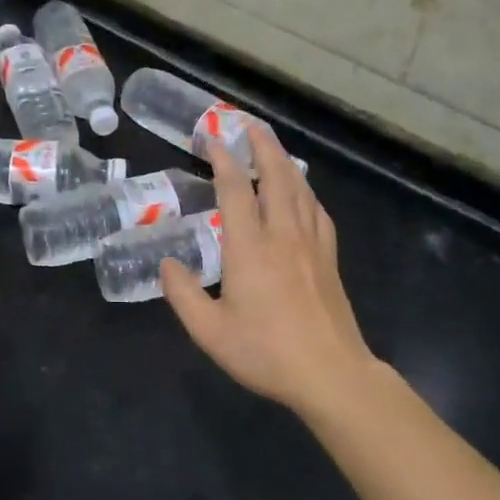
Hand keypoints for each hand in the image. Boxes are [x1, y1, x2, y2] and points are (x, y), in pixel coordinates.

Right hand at [160, 124, 380, 417]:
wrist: (332, 374)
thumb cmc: (266, 352)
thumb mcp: (211, 332)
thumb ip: (183, 295)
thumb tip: (167, 264)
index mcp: (250, 247)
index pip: (236, 189)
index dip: (223, 160)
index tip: (212, 139)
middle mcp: (283, 235)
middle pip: (276, 177)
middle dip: (262, 146)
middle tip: (249, 125)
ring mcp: (311, 245)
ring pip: (300, 189)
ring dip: (285, 162)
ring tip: (273, 147)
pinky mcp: (329, 259)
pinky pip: (318, 212)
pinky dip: (306, 192)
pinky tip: (303, 193)